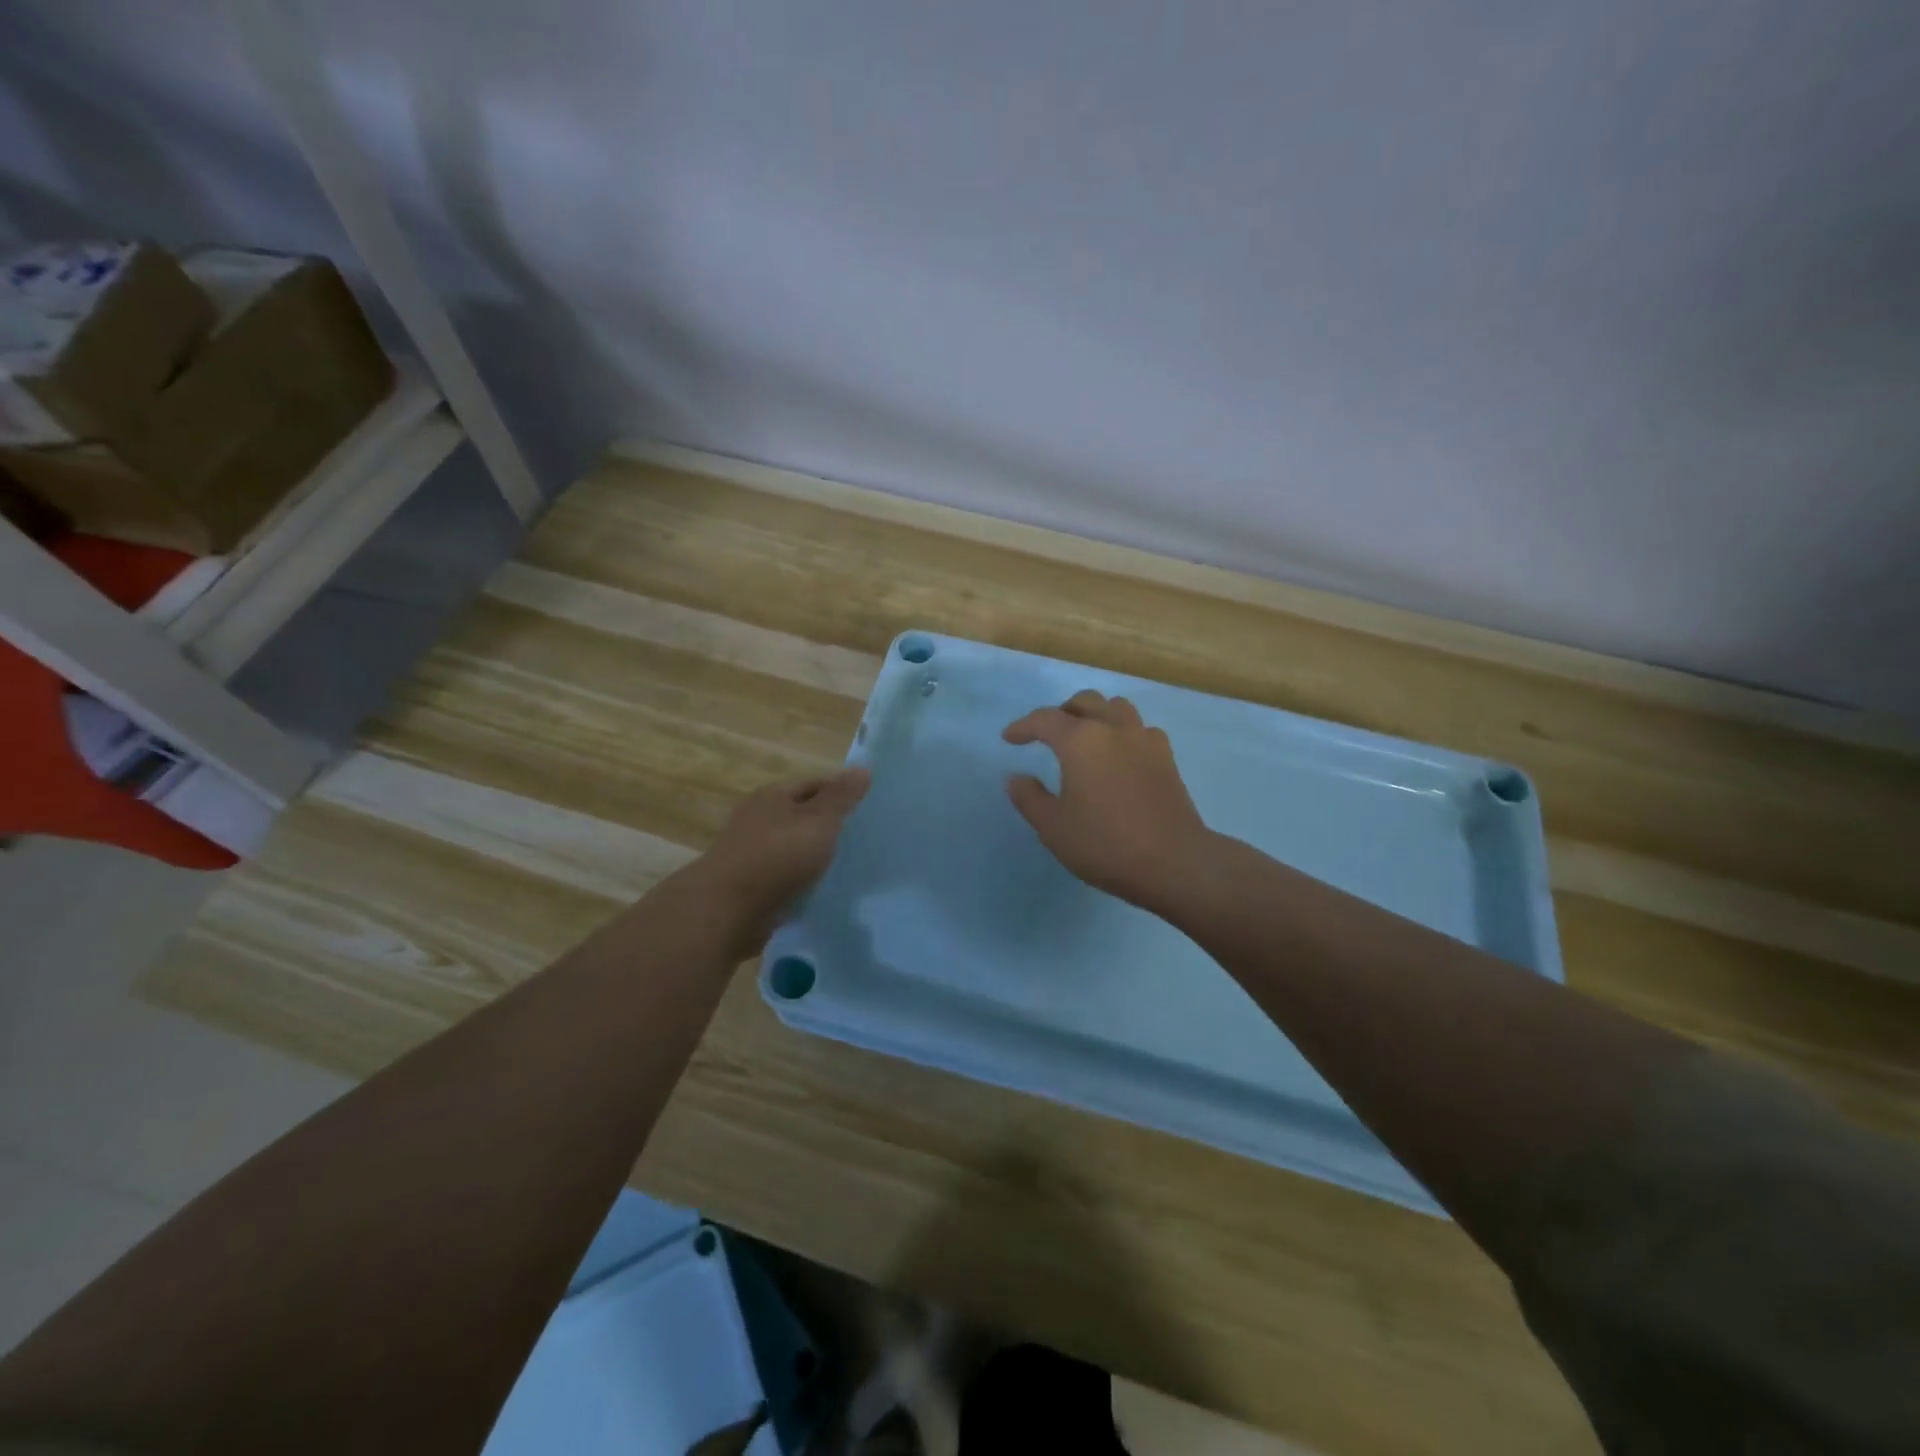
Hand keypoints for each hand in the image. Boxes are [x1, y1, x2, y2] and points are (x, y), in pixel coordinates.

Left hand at [678, 767, 870, 956]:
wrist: (728, 910)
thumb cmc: (778, 855)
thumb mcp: (819, 820)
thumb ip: (842, 796)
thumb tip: (863, 768)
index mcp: (773, 795)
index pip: (814, 783)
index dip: (841, 791)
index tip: (868, 807)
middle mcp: (758, 818)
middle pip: (802, 814)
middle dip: (829, 824)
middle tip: (862, 837)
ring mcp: (752, 852)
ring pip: (793, 846)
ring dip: (815, 854)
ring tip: (847, 865)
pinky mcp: (750, 884)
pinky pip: (785, 875)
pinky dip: (802, 879)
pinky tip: (821, 889)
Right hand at [1003, 690, 1212, 909]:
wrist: (1174, 862)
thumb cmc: (1105, 844)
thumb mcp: (1053, 827)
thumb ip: (1030, 798)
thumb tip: (1016, 778)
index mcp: (1081, 740)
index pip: (1045, 719)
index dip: (1023, 726)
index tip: (1009, 738)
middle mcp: (1114, 729)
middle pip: (1085, 701)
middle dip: (1061, 712)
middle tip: (1047, 735)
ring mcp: (1145, 740)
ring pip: (1117, 708)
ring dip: (1096, 715)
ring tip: (1085, 739)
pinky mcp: (1167, 758)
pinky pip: (1140, 730)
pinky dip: (1123, 733)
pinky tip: (1120, 756)